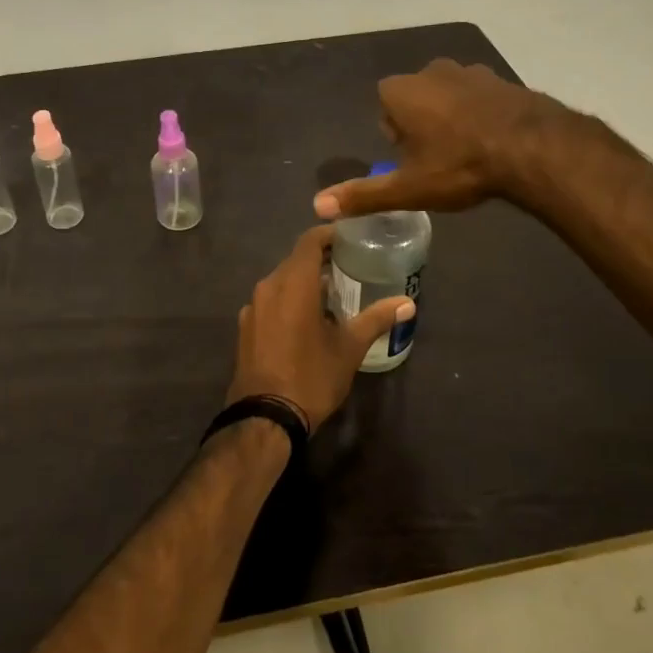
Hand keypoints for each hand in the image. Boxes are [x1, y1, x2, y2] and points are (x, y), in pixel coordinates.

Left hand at [227, 226, 413, 433]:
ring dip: (303, 283)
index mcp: (292, 283)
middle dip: (320, 261)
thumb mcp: (349, 348)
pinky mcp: (245, 328)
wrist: (264, 417)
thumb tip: (408, 304)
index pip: (309, 242)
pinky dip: (288, 301)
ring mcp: (252, 308)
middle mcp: (267, 287)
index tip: (351, 238)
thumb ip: (376, 319)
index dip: (329, 235)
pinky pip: (269, 302)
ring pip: (280, 282)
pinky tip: (306, 321)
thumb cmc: (311, 376)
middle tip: (349, 267)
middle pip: (294, 261)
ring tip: (332, 295)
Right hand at [313, 58, 568, 219]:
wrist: (533, 148)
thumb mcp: (408, 188)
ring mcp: (470, 71)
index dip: (395, 134)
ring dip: (451, 117)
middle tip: (438, 159)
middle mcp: (431, 71)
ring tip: (467, 152)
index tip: (411, 159)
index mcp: (401, 91)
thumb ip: (362, 195)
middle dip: (421, 124)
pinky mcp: (501, 78)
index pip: (384, 106)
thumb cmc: (459, 166)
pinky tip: (493, 141)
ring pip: (448, 95)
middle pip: (414, 99)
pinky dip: (481, 114)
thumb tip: (317, 206)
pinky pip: (479, 96)